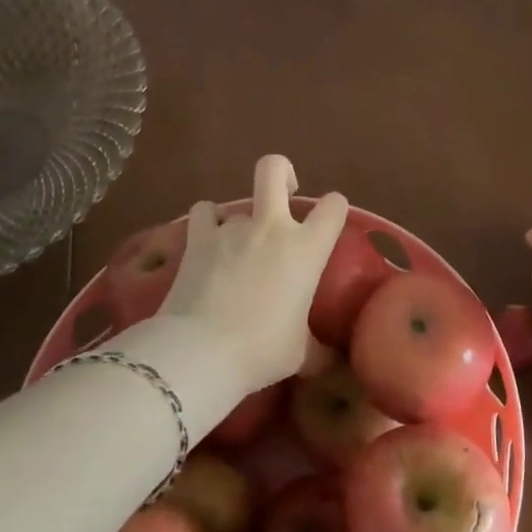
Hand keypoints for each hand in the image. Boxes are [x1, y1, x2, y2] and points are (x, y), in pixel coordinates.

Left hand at [159, 155, 347, 395]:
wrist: (202, 351)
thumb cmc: (262, 351)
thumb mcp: (300, 354)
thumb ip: (318, 349)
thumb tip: (332, 362)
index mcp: (307, 249)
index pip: (334, 207)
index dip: (334, 208)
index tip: (329, 221)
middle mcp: (271, 228)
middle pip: (274, 169)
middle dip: (283, 172)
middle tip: (284, 192)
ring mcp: (231, 228)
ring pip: (235, 202)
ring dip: (239, 217)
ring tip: (236, 242)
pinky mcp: (197, 238)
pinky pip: (204, 212)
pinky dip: (208, 223)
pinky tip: (209, 242)